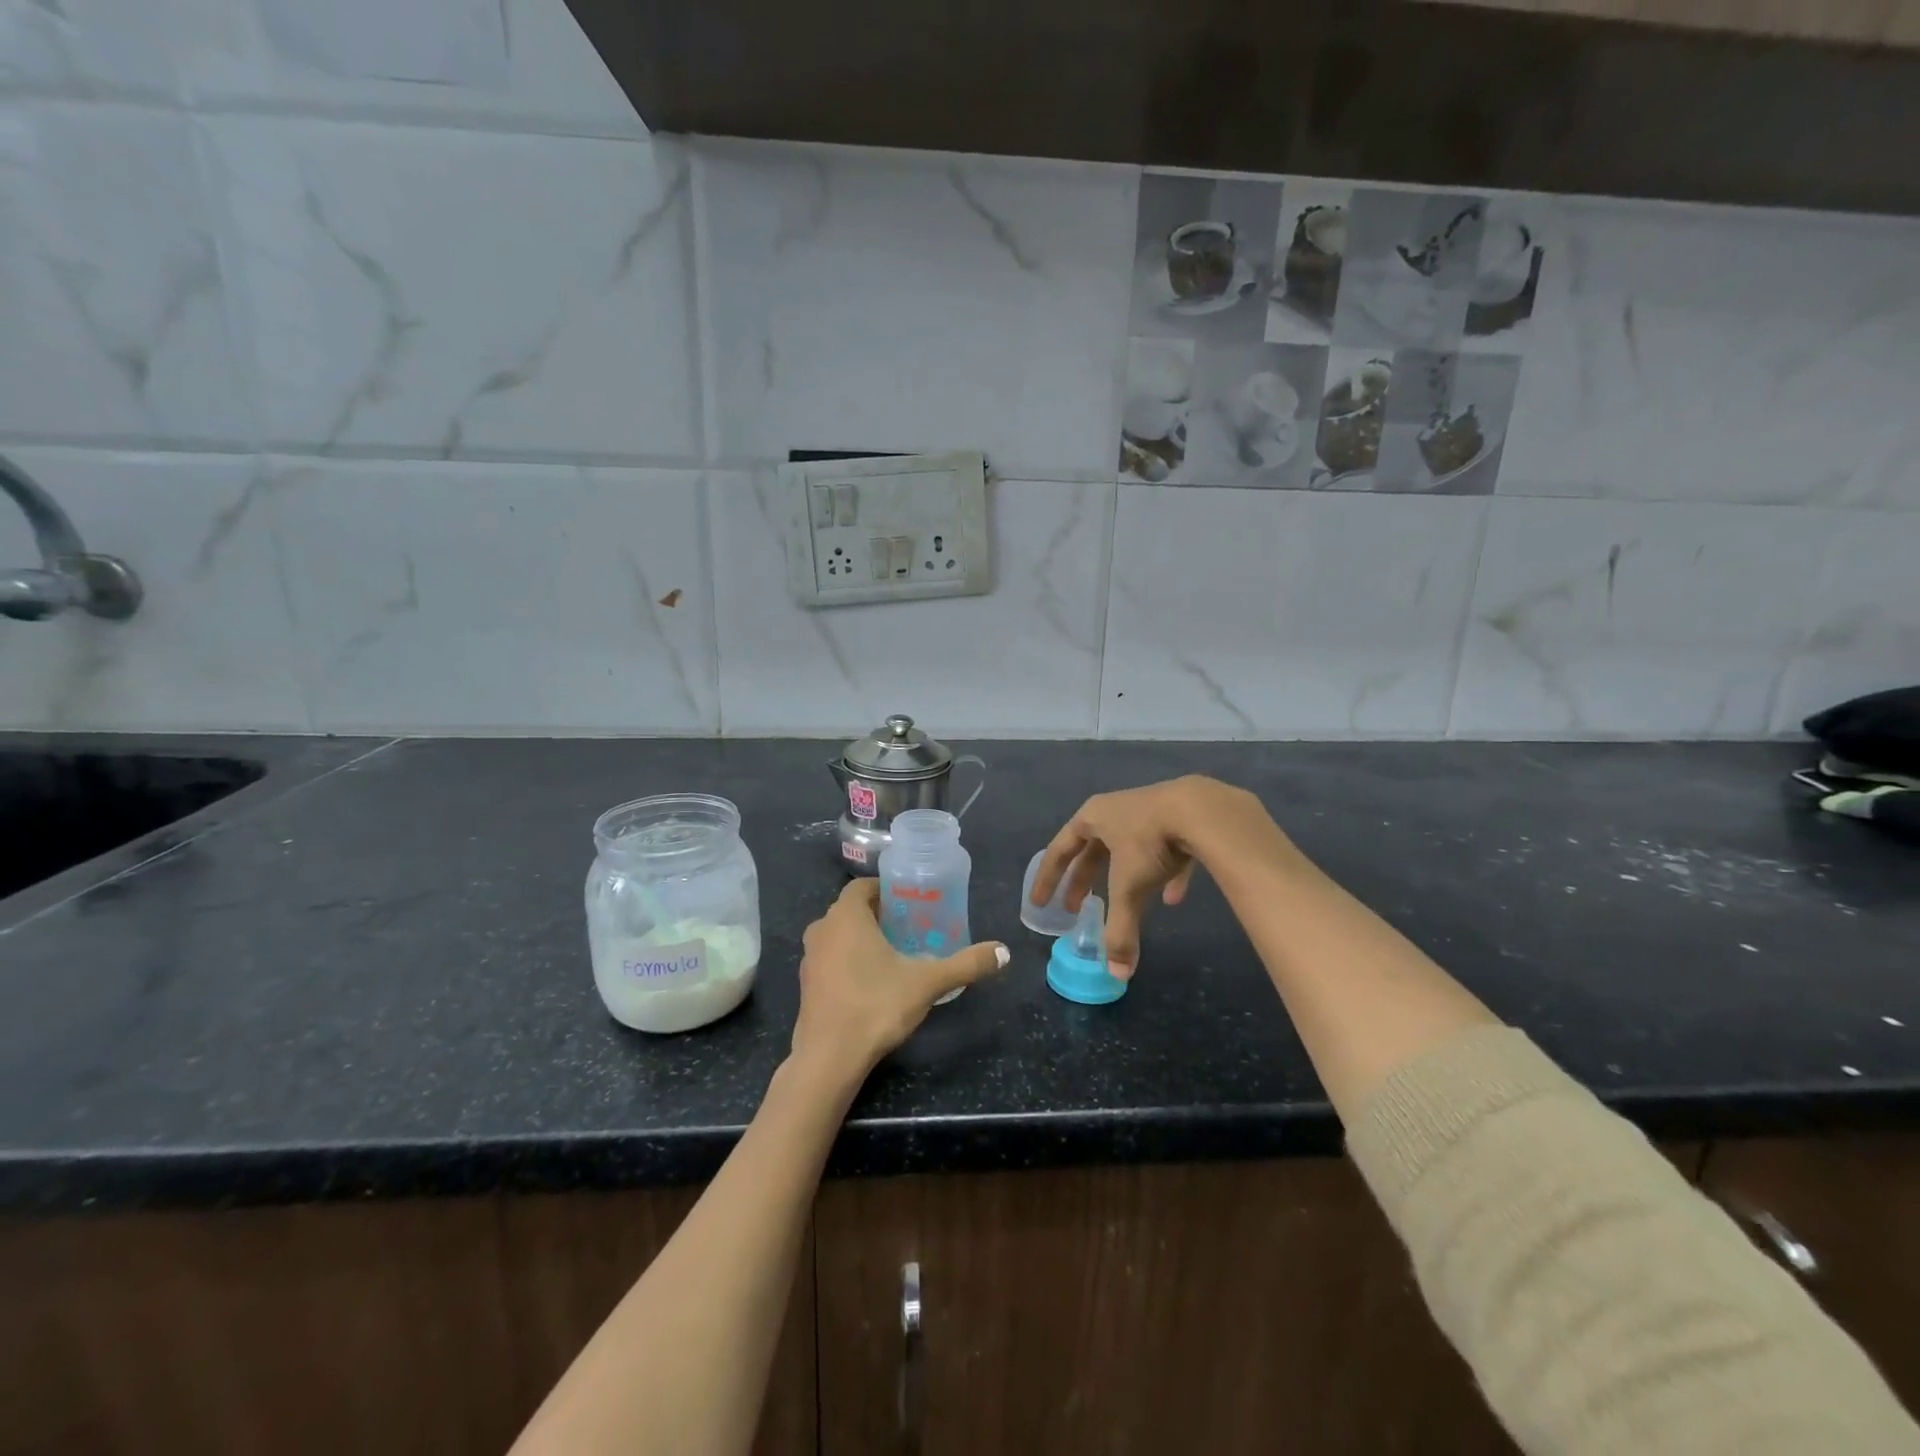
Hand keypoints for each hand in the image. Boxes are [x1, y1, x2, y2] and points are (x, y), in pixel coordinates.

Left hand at [791, 879, 1008, 1083]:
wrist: (829, 1058)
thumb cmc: (875, 1006)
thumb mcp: (927, 983)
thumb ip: (965, 964)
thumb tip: (1004, 952)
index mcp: (846, 916)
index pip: (863, 886)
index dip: (887, 890)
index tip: (911, 903)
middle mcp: (822, 929)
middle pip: (852, 910)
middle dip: (880, 915)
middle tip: (911, 927)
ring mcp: (810, 958)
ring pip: (840, 935)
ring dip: (863, 938)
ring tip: (896, 954)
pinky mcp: (806, 984)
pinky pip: (831, 958)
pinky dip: (850, 960)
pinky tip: (873, 982)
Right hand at [1029, 776, 1283, 979]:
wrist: (1201, 810)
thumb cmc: (1149, 843)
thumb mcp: (1128, 888)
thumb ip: (1119, 930)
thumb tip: (1117, 974)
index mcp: (1092, 818)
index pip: (1059, 851)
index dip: (1048, 879)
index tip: (1040, 903)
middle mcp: (1114, 811)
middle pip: (1090, 850)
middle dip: (1082, 881)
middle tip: (1074, 908)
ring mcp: (1147, 812)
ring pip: (1127, 849)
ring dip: (1122, 877)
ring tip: (1122, 904)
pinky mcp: (1178, 819)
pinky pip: (1165, 851)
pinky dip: (1164, 875)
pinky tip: (1173, 898)